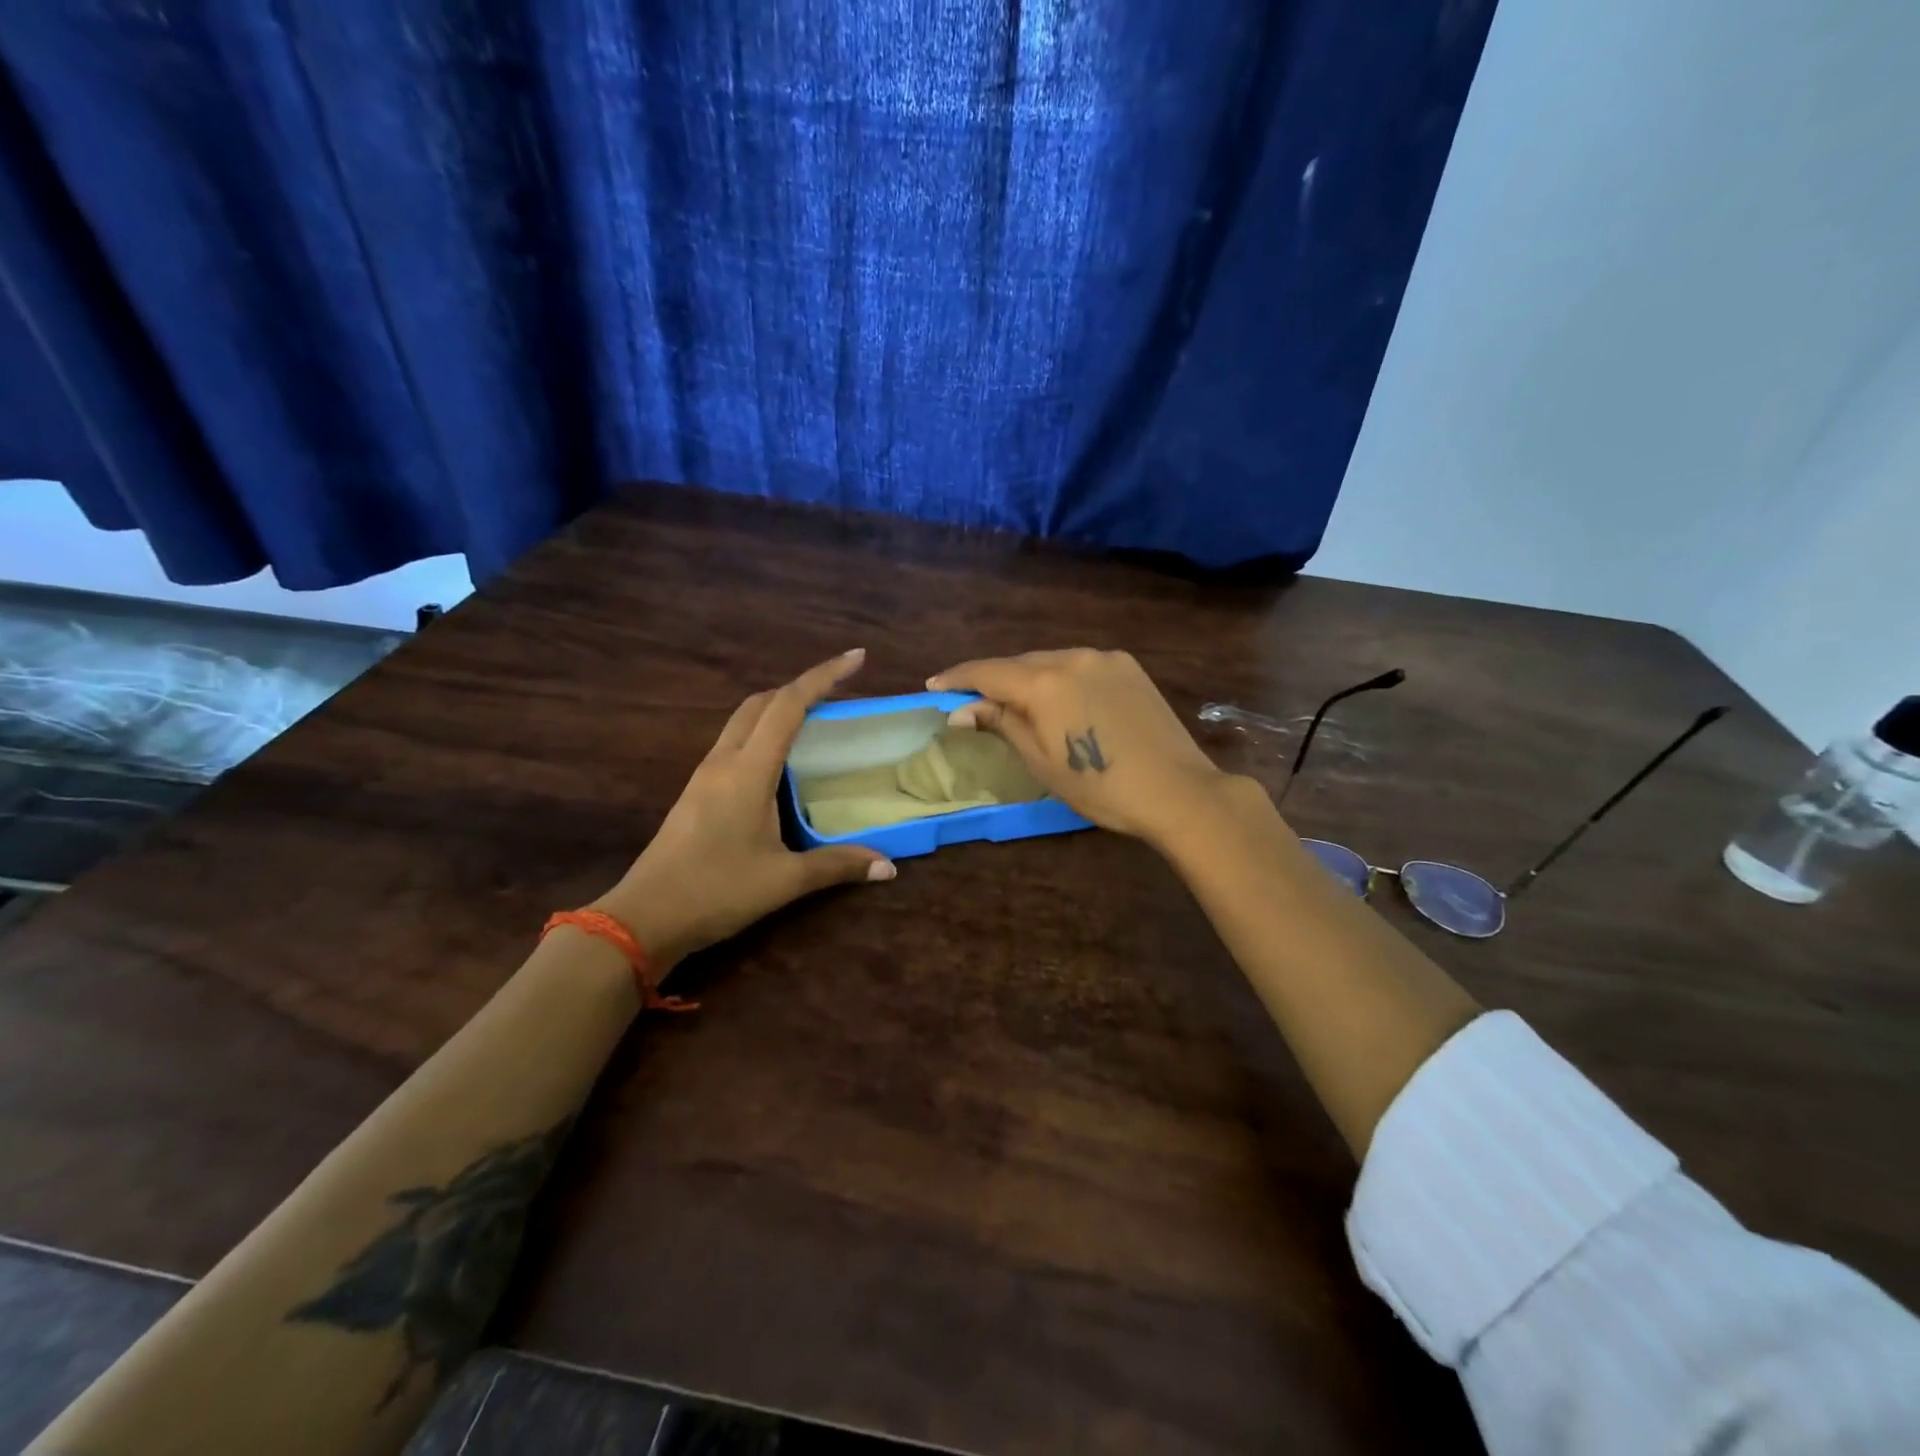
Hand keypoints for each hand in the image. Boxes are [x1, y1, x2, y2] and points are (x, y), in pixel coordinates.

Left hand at [595, 650, 893, 970]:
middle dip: (802, 687)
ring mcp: (705, 775)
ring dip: (779, 710)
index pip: (789, 705)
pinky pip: (735, 744)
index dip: (824, 676)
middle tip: (840, 692)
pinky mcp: (697, 792)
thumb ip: (837, 866)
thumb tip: (888, 867)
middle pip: (762, 703)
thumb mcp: (784, 881)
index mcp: (748, 771)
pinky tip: (781, 763)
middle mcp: (724, 761)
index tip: (857, 658)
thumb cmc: (716, 891)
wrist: (644, 918)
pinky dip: (763, 735)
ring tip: (816, 722)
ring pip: (744, 721)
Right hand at [928, 648, 1234, 847]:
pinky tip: (1063, 700)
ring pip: (1050, 660)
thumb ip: (1001, 724)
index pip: (987, 672)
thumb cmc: (1100, 787)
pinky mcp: (1128, 665)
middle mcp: (1071, 657)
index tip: (934, 686)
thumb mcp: (1041, 762)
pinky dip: (1061, 677)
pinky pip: (1080, 664)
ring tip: (1017, 702)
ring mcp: (1103, 657)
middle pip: (1019, 662)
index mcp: (1044, 682)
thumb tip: (961, 709)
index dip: (957, 678)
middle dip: (993, 679)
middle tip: (973, 701)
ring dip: (1028, 677)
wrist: (1177, 790)